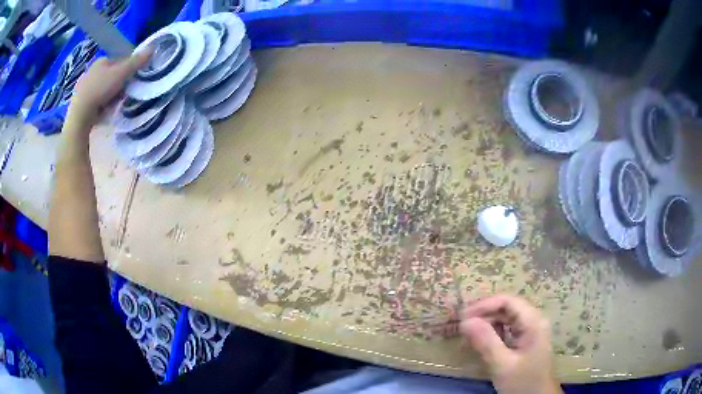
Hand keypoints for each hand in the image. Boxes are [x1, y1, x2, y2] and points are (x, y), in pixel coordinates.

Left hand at [67, 50, 151, 130]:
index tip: (130, 81)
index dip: (127, 70)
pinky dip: (101, 104)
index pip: (119, 62)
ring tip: (113, 105)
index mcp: (101, 60)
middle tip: (122, 95)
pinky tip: (103, 110)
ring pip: (104, 88)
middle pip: (111, 76)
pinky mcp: (81, 102)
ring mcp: (85, 86)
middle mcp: (92, 70)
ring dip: (110, 95)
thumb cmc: (100, 88)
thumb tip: (153, 47)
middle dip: (118, 84)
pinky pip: (96, 100)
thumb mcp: (122, 73)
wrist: (80, 114)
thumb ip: (137, 61)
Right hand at [460, 295, 561, 393]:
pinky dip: (493, 333)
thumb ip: (486, 342)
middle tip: (461, 327)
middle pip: (507, 308)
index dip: (484, 305)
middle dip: (484, 315)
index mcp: (533, 322)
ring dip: (487, 324)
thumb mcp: (503, 365)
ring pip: (506, 318)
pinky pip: (508, 329)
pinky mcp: (526, 340)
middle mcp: (534, 320)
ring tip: (468, 336)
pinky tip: (481, 343)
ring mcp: (531, 330)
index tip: (463, 317)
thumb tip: (465, 322)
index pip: (508, 301)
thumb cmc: (522, 382)